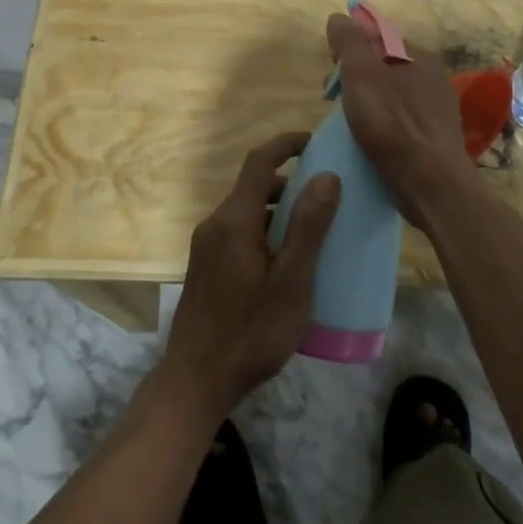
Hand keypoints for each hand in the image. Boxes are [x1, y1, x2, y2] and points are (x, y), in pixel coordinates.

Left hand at [160, 132, 339, 420]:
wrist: (196, 381)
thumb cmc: (251, 332)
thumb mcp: (291, 282)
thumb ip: (308, 227)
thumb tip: (326, 176)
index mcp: (234, 220)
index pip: (259, 161)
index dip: (286, 143)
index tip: (316, 142)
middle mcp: (215, 223)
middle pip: (253, 186)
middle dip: (289, 182)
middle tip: (326, 195)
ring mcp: (206, 246)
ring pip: (247, 211)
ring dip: (278, 210)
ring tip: (313, 230)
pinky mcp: (206, 267)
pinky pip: (239, 232)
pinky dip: (265, 231)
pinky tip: (287, 262)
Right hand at [325, 12, 471, 219]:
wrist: (431, 183)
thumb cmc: (392, 123)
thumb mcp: (361, 74)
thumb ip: (349, 42)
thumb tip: (339, 17)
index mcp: (419, 56)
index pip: (380, 36)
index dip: (352, 45)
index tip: (332, 66)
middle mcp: (433, 77)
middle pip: (385, 65)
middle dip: (356, 75)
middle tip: (333, 97)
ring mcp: (436, 109)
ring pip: (392, 94)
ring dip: (367, 100)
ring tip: (347, 121)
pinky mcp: (434, 138)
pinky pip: (401, 119)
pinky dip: (382, 122)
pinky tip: (369, 139)